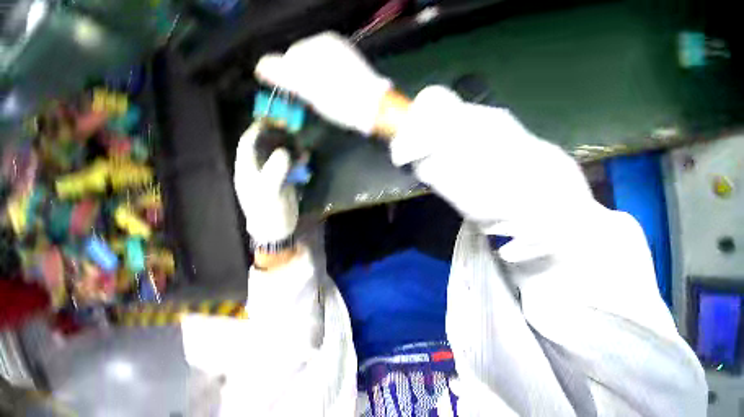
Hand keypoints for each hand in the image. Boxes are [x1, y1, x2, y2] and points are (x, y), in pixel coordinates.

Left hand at [234, 122, 297, 246]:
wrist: (277, 230)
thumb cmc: (269, 212)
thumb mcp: (270, 192)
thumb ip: (275, 171)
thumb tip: (285, 151)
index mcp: (248, 170)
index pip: (248, 144)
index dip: (257, 130)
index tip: (270, 120)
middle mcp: (258, 170)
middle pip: (264, 147)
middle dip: (276, 136)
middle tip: (290, 129)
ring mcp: (271, 176)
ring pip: (278, 155)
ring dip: (289, 148)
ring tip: (300, 142)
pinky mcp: (283, 182)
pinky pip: (290, 166)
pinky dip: (298, 161)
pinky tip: (306, 158)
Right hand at [255, 32, 391, 134]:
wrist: (376, 110)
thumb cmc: (342, 100)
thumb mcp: (311, 89)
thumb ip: (285, 75)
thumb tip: (260, 65)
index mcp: (321, 44)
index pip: (292, 56)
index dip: (288, 78)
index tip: (295, 97)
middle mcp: (334, 46)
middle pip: (306, 63)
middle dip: (303, 82)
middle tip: (311, 102)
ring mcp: (346, 58)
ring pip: (319, 71)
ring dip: (315, 86)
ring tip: (324, 102)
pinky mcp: (355, 72)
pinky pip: (332, 77)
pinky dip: (328, 87)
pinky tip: (335, 99)